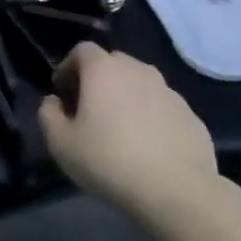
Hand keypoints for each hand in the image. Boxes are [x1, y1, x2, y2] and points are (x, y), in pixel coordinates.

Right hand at [38, 43, 218, 218]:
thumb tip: (54, 102)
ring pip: (141, 85)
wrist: (176, 190)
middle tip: (89, 110)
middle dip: (98, 80)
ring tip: (120, 130)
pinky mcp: (191, 116)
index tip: (63, 93)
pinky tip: (148, 147)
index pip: (82, 50)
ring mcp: (170, 93)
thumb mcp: (60, 143)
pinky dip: (152, 118)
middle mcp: (139, 71)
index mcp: (104, 70)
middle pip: (113, 63)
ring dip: (127, 98)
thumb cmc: (108, 160)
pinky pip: (163, 108)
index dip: (68, 67)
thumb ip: (48, 114)